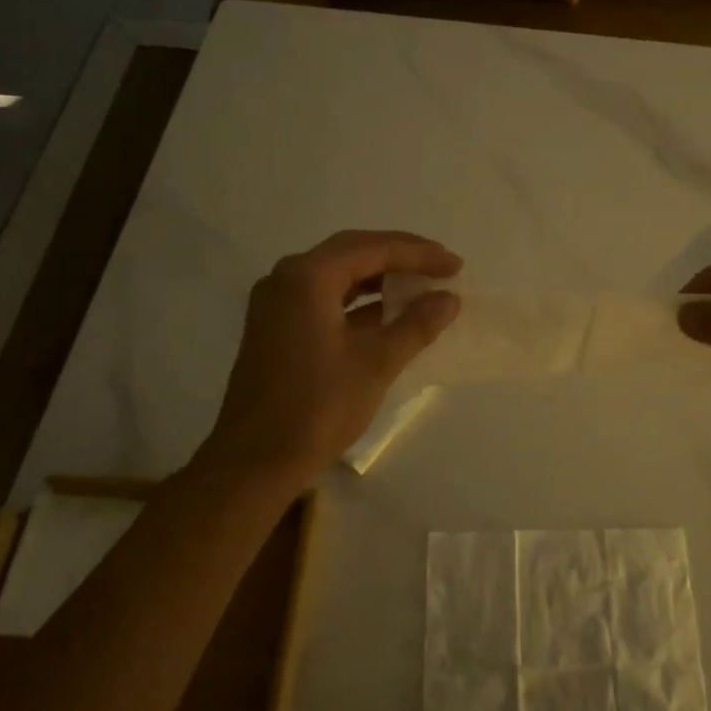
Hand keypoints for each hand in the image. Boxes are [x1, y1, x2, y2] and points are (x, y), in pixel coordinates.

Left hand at [198, 231, 461, 488]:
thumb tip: (449, 299)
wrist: (254, 462)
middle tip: (441, 267)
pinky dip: (358, 302)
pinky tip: (388, 315)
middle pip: (352, 252)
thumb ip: (416, 325)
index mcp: (307, 278)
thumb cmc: (317, 408)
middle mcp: (286, 279)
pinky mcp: (277, 328)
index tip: (455, 265)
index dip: (419, 254)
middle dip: (400, 258)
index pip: (372, 248)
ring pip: (337, 276)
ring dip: (379, 278)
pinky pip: (324, 299)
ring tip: (421, 286)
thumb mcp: (376, 363)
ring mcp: (277, 304)